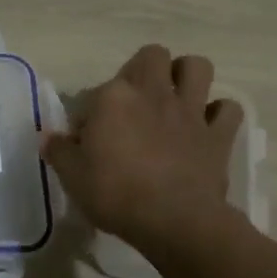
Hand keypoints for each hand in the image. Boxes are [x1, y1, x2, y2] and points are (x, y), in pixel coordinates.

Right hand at [44, 46, 241, 255]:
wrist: (174, 222)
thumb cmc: (115, 194)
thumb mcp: (72, 176)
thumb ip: (58, 151)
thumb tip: (48, 137)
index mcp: (113, 97)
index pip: (94, 93)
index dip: (88, 115)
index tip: (85, 141)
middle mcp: (152, 93)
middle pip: (152, 55)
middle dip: (145, 68)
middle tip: (135, 99)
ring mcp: (189, 111)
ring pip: (197, 67)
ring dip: (187, 76)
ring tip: (176, 97)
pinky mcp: (217, 134)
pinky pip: (228, 110)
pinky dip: (219, 114)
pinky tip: (207, 126)